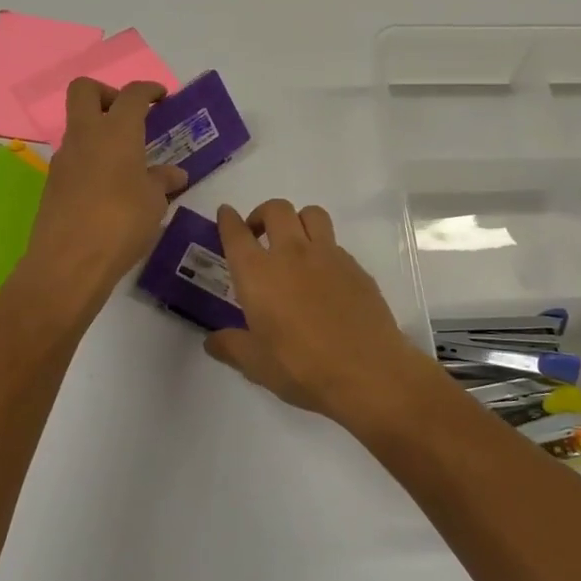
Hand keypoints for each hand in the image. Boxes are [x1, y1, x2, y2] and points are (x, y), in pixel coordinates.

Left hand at [23, 79, 187, 303]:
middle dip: (108, 93)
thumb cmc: (121, 223)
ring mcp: (64, 159)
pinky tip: (110, 189)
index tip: (161, 97)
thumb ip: (162, 181)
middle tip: (129, 116)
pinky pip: (74, 158)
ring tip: (127, 162)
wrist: (68, 263)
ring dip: (100, 132)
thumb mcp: (154, 202)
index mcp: (116, 132)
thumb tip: (174, 174)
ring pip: (78, 127)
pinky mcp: (53, 184)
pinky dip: (92, 161)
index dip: (148, 90)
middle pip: (85, 90)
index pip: (132, 95)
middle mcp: (85, 136)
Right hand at [205, 198, 442, 428]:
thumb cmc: (303, 368)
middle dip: (262, 214)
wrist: (368, 371)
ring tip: (294, 243)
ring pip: (311, 214)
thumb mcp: (256, 365)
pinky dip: (323, 249)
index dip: (228, 220)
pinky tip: (323, 277)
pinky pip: (335, 243)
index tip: (226, 214)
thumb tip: (212, 341)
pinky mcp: (355, 266)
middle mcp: (291, 253)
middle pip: (276, 209)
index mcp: (258, 274)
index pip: (236, 233)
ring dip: (297, 220)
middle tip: (258, 235)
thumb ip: (231, 347)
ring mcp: (328, 255)